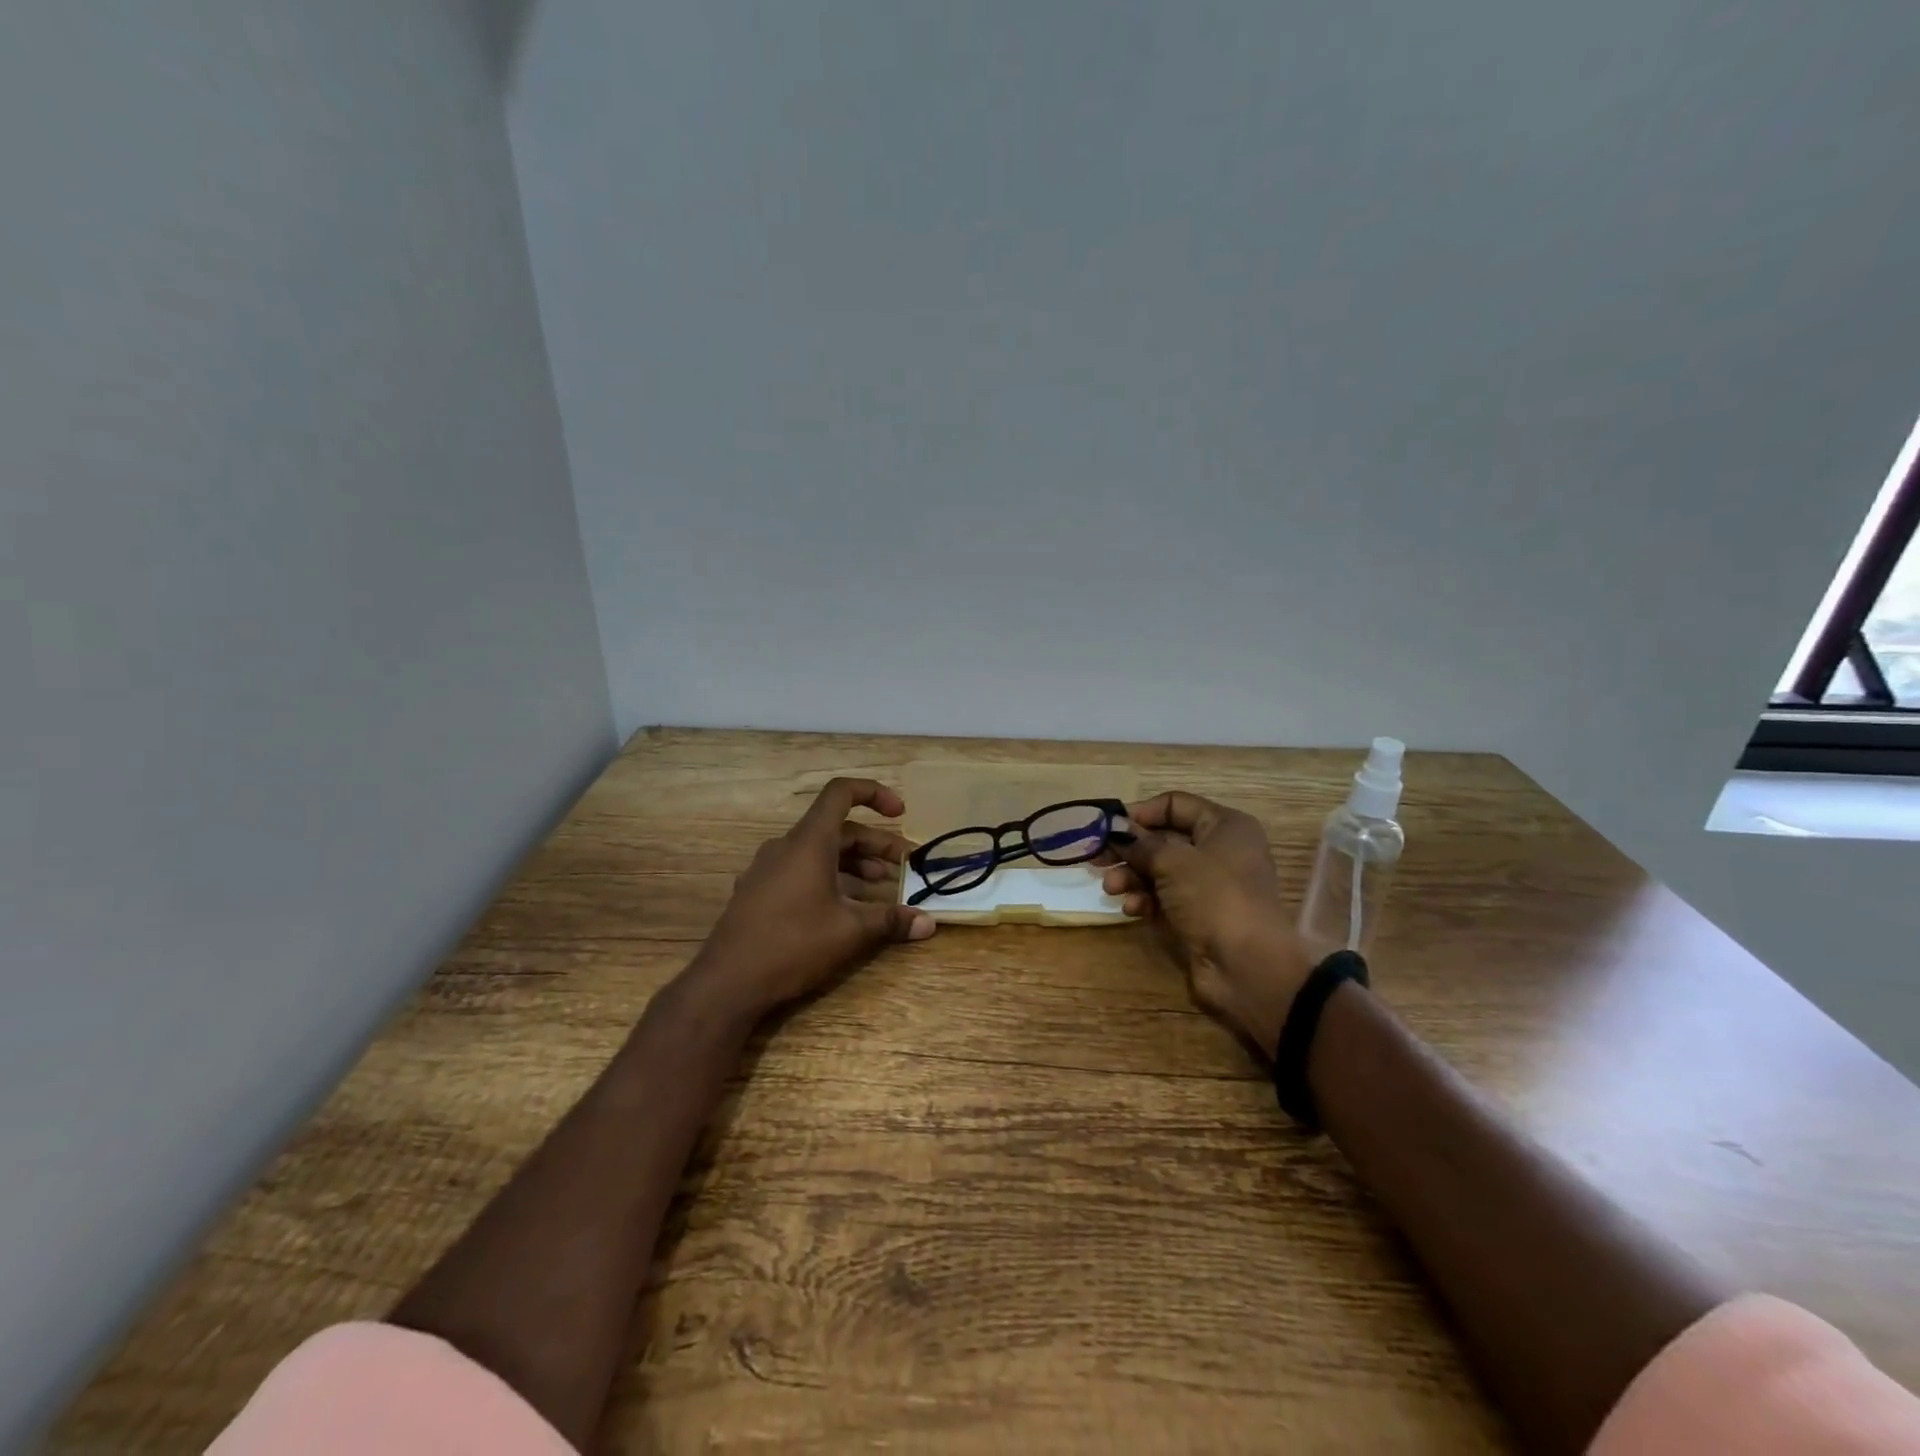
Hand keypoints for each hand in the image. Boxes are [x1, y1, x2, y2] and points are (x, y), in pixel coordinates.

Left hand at [684, 777, 935, 1021]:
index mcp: (809, 842)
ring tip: (881, 888)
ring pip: (819, 852)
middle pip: (837, 829)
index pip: (841, 793)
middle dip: (874, 845)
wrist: (727, 983)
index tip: (900, 813)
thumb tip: (928, 922)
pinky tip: (844, 908)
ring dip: (854, 864)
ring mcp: (767, 869)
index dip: (874, 794)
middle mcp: (786, 846)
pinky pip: (800, 871)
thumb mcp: (850, 932)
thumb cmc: (793, 945)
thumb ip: (891, 921)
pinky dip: (829, 878)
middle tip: (903, 866)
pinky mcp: (757, 892)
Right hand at [1102, 791, 1314, 1056]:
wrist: (1247, 967)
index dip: (1140, 812)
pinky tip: (1131, 909)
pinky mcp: (1199, 915)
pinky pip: (1164, 897)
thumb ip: (1140, 842)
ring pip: (1160, 870)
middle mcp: (1219, 851)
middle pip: (1163, 839)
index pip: (1175, 804)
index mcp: (1225, 826)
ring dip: (1131, 876)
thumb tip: (1116, 830)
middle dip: (1129, 849)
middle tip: (1096, 858)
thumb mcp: (1172, 861)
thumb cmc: (1214, 897)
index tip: (1108, 826)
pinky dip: (1145, 899)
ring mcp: (1209, 885)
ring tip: (1110, 889)